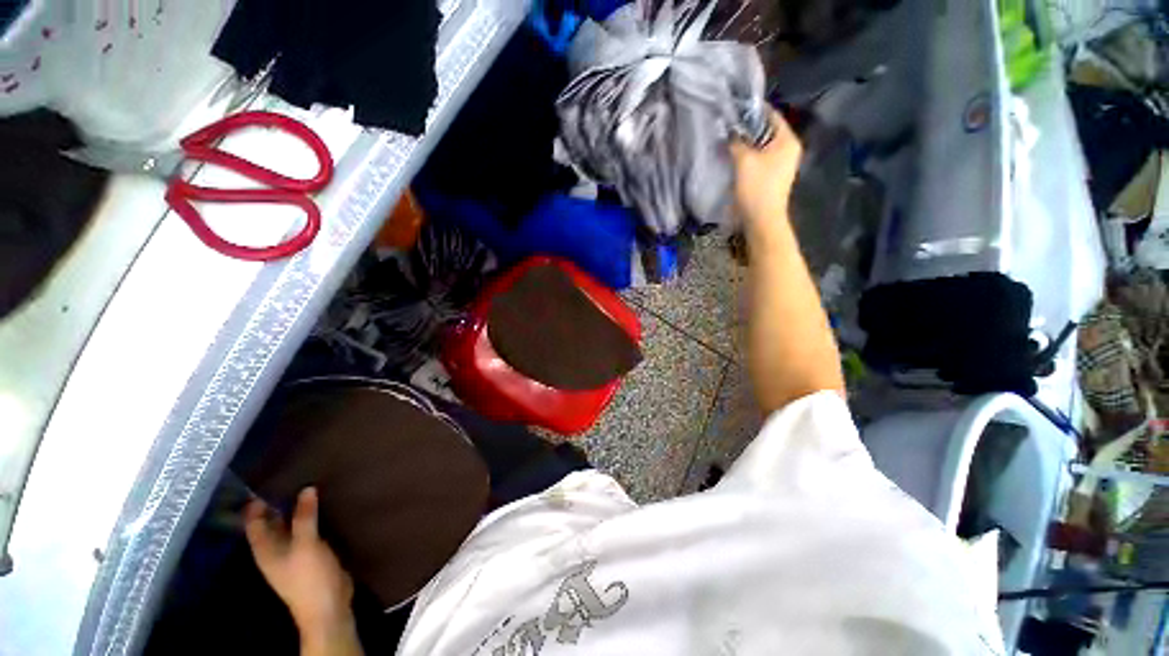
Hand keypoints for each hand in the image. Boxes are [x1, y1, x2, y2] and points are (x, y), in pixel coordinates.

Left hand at [244, 488, 355, 641]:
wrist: (328, 606)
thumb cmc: (308, 577)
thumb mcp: (306, 545)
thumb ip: (305, 517)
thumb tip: (306, 489)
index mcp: (266, 550)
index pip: (253, 524)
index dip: (255, 506)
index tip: (265, 482)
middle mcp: (276, 550)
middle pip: (271, 524)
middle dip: (277, 504)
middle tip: (291, 478)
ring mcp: (294, 554)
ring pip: (291, 527)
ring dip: (296, 511)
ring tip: (309, 487)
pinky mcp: (311, 555)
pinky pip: (307, 532)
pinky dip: (311, 519)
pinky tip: (323, 507)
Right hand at [729, 110, 801, 235]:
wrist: (762, 220)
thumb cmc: (756, 188)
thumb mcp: (744, 161)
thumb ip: (736, 142)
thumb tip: (729, 131)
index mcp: (788, 140)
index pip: (772, 115)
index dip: (753, 110)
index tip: (735, 108)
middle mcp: (789, 149)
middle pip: (767, 131)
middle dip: (748, 128)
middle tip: (728, 125)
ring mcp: (782, 164)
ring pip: (762, 146)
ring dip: (746, 143)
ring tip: (728, 140)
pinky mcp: (773, 177)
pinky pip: (760, 159)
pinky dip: (748, 156)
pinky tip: (734, 157)